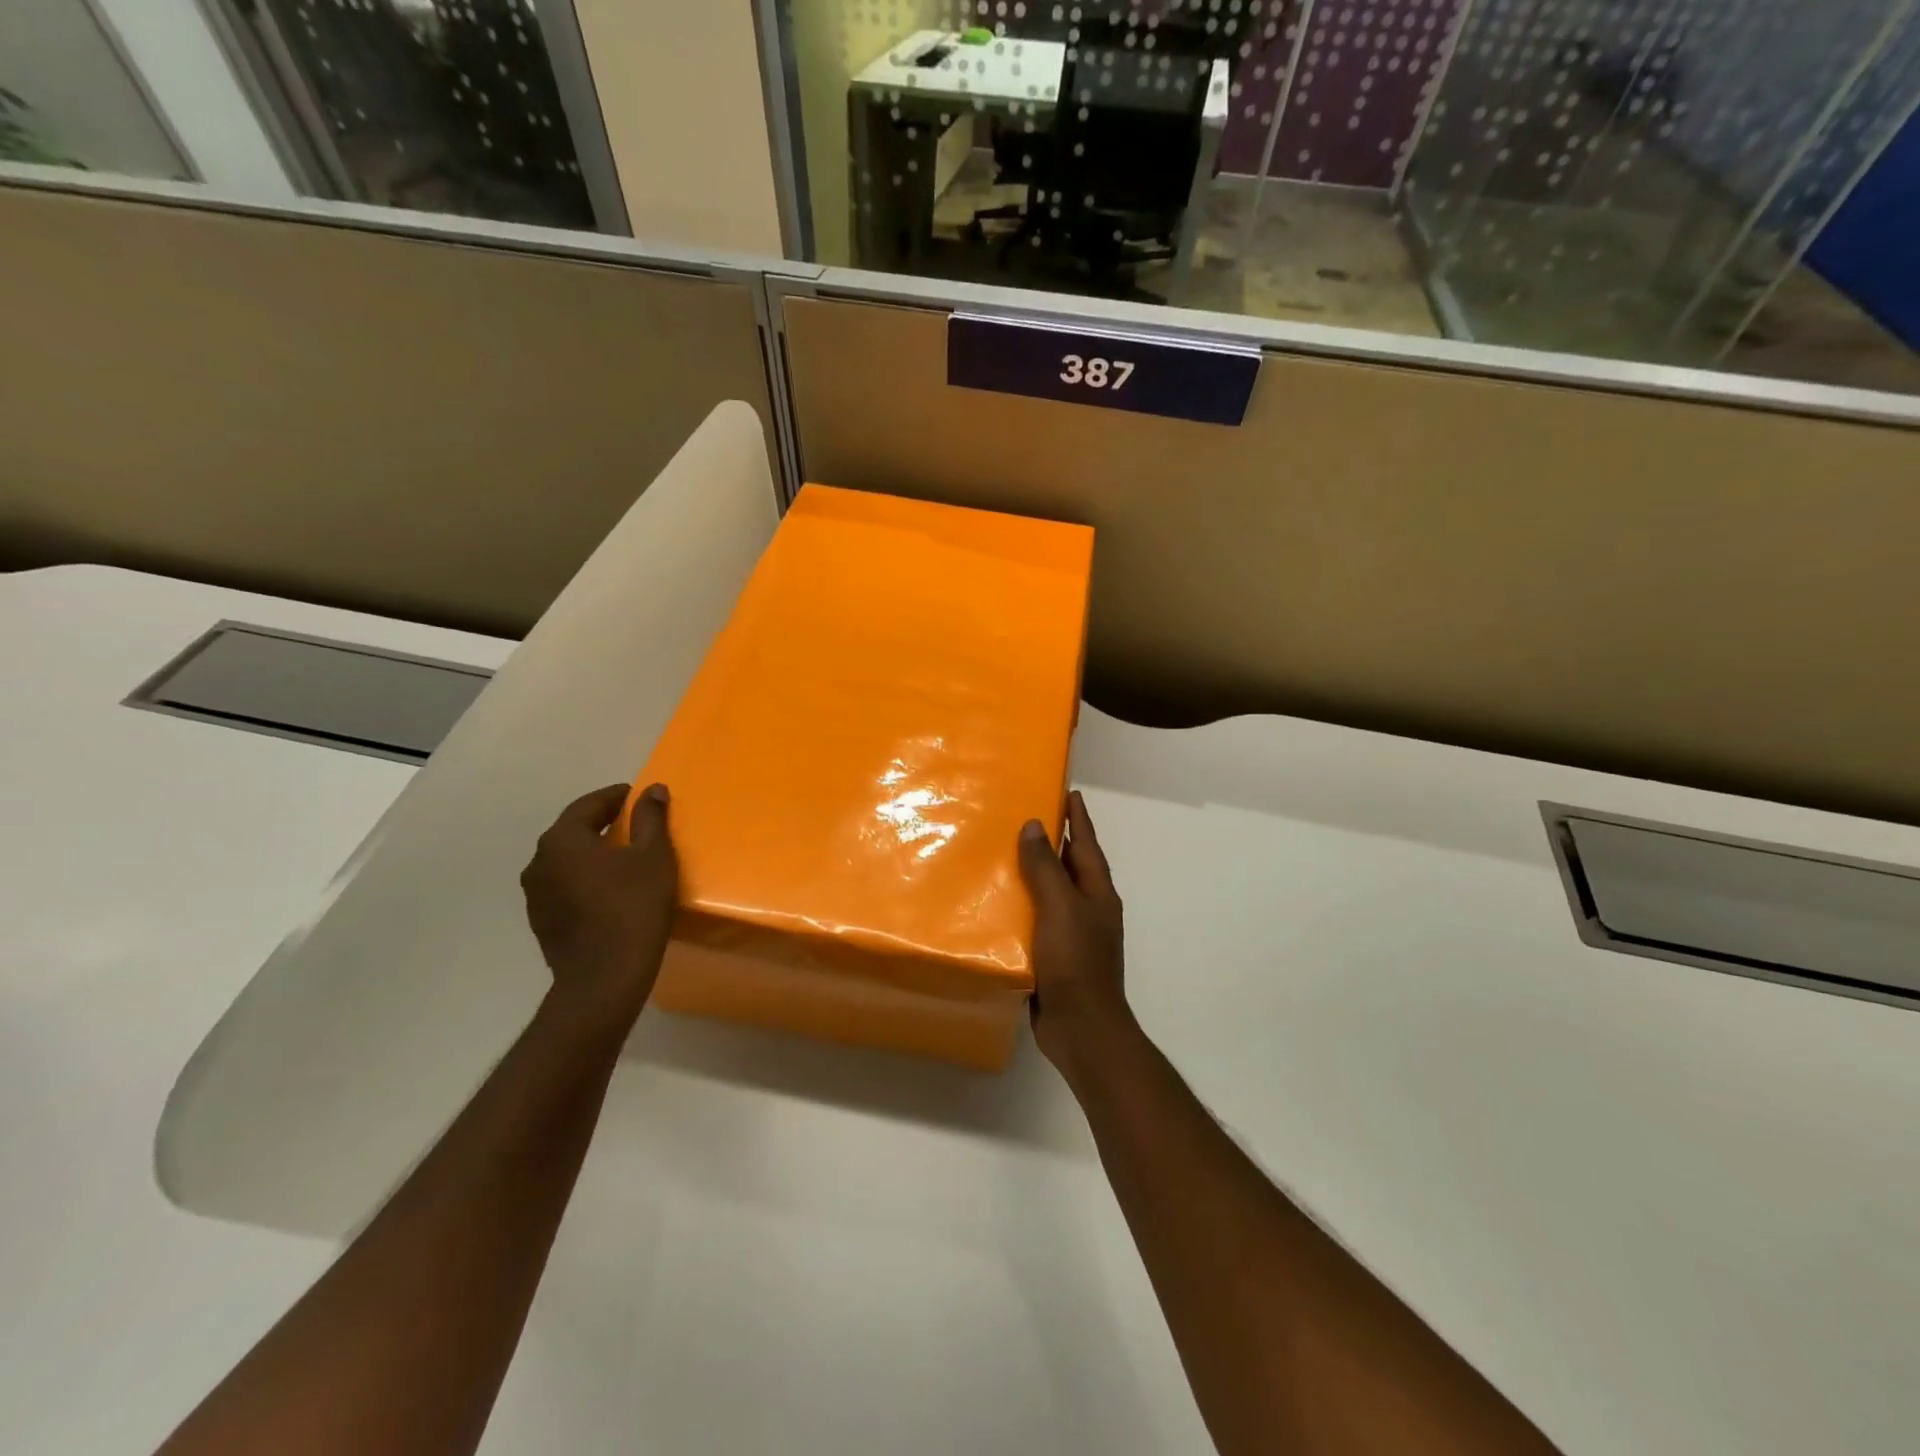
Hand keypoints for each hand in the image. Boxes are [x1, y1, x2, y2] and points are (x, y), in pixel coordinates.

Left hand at [521, 783, 678, 1035]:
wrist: (604, 978)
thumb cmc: (634, 908)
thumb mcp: (653, 857)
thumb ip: (650, 818)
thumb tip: (652, 790)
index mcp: (562, 840)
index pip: (588, 805)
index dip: (615, 797)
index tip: (636, 796)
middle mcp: (539, 861)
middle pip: (573, 830)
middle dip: (602, 822)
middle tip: (633, 821)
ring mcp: (536, 894)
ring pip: (567, 860)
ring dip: (592, 852)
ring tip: (623, 855)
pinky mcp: (542, 920)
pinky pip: (565, 885)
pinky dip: (585, 877)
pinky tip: (609, 888)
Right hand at [1018, 789, 1133, 1077]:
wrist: (1081, 1028)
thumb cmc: (1076, 961)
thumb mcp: (1060, 907)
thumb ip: (1046, 867)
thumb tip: (1035, 825)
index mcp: (1097, 893)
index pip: (1086, 844)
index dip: (1078, 818)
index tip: (1069, 791)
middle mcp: (1088, 910)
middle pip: (1070, 867)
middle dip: (1053, 842)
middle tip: (1025, 817)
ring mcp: (1073, 935)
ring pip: (1051, 894)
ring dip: (1033, 875)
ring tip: (1003, 855)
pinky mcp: (1054, 957)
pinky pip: (1036, 921)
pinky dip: (1021, 907)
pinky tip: (997, 906)